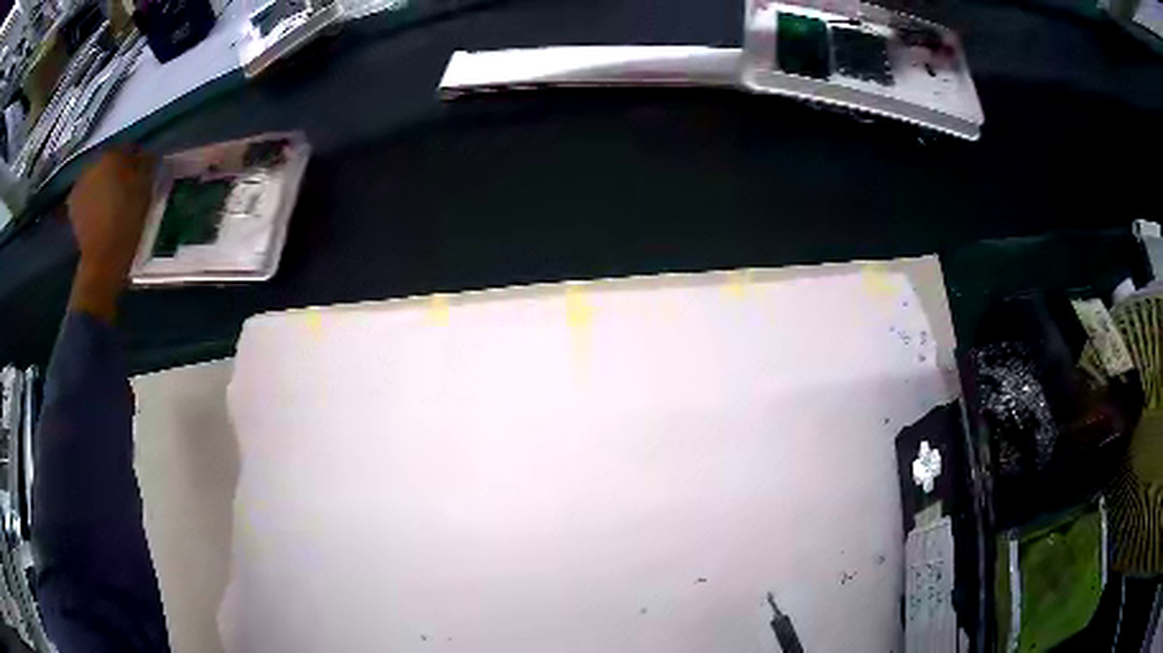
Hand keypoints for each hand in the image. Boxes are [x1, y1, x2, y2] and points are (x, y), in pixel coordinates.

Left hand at [67, 148, 155, 321]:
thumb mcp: (145, 189)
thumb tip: (147, 155)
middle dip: (118, 169)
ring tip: (113, 198)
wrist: (102, 261)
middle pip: (109, 160)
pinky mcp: (73, 205)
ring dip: (104, 183)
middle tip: (127, 184)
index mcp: (112, 154)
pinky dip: (93, 198)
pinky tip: (100, 210)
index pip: (129, 147)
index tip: (144, 169)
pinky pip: (86, 192)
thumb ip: (146, 165)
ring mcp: (80, 184)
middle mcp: (93, 163)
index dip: (138, 157)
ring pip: (97, 176)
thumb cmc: (126, 222)